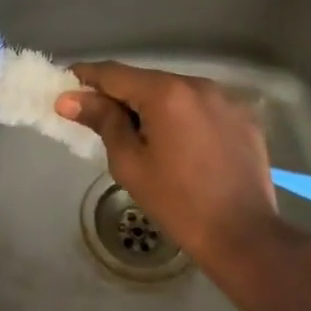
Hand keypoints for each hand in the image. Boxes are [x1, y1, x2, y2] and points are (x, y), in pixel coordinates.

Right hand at [55, 61, 303, 269]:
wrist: (244, 237)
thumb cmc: (177, 202)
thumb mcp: (129, 162)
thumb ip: (101, 121)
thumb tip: (68, 99)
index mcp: (165, 93)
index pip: (114, 73)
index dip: (86, 76)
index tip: (65, 84)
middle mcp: (197, 84)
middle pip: (146, 80)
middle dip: (121, 95)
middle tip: (101, 118)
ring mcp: (225, 98)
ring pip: (175, 92)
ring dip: (154, 105)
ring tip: (143, 135)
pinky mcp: (244, 116)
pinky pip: (202, 106)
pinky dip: (183, 116)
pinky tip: (181, 143)